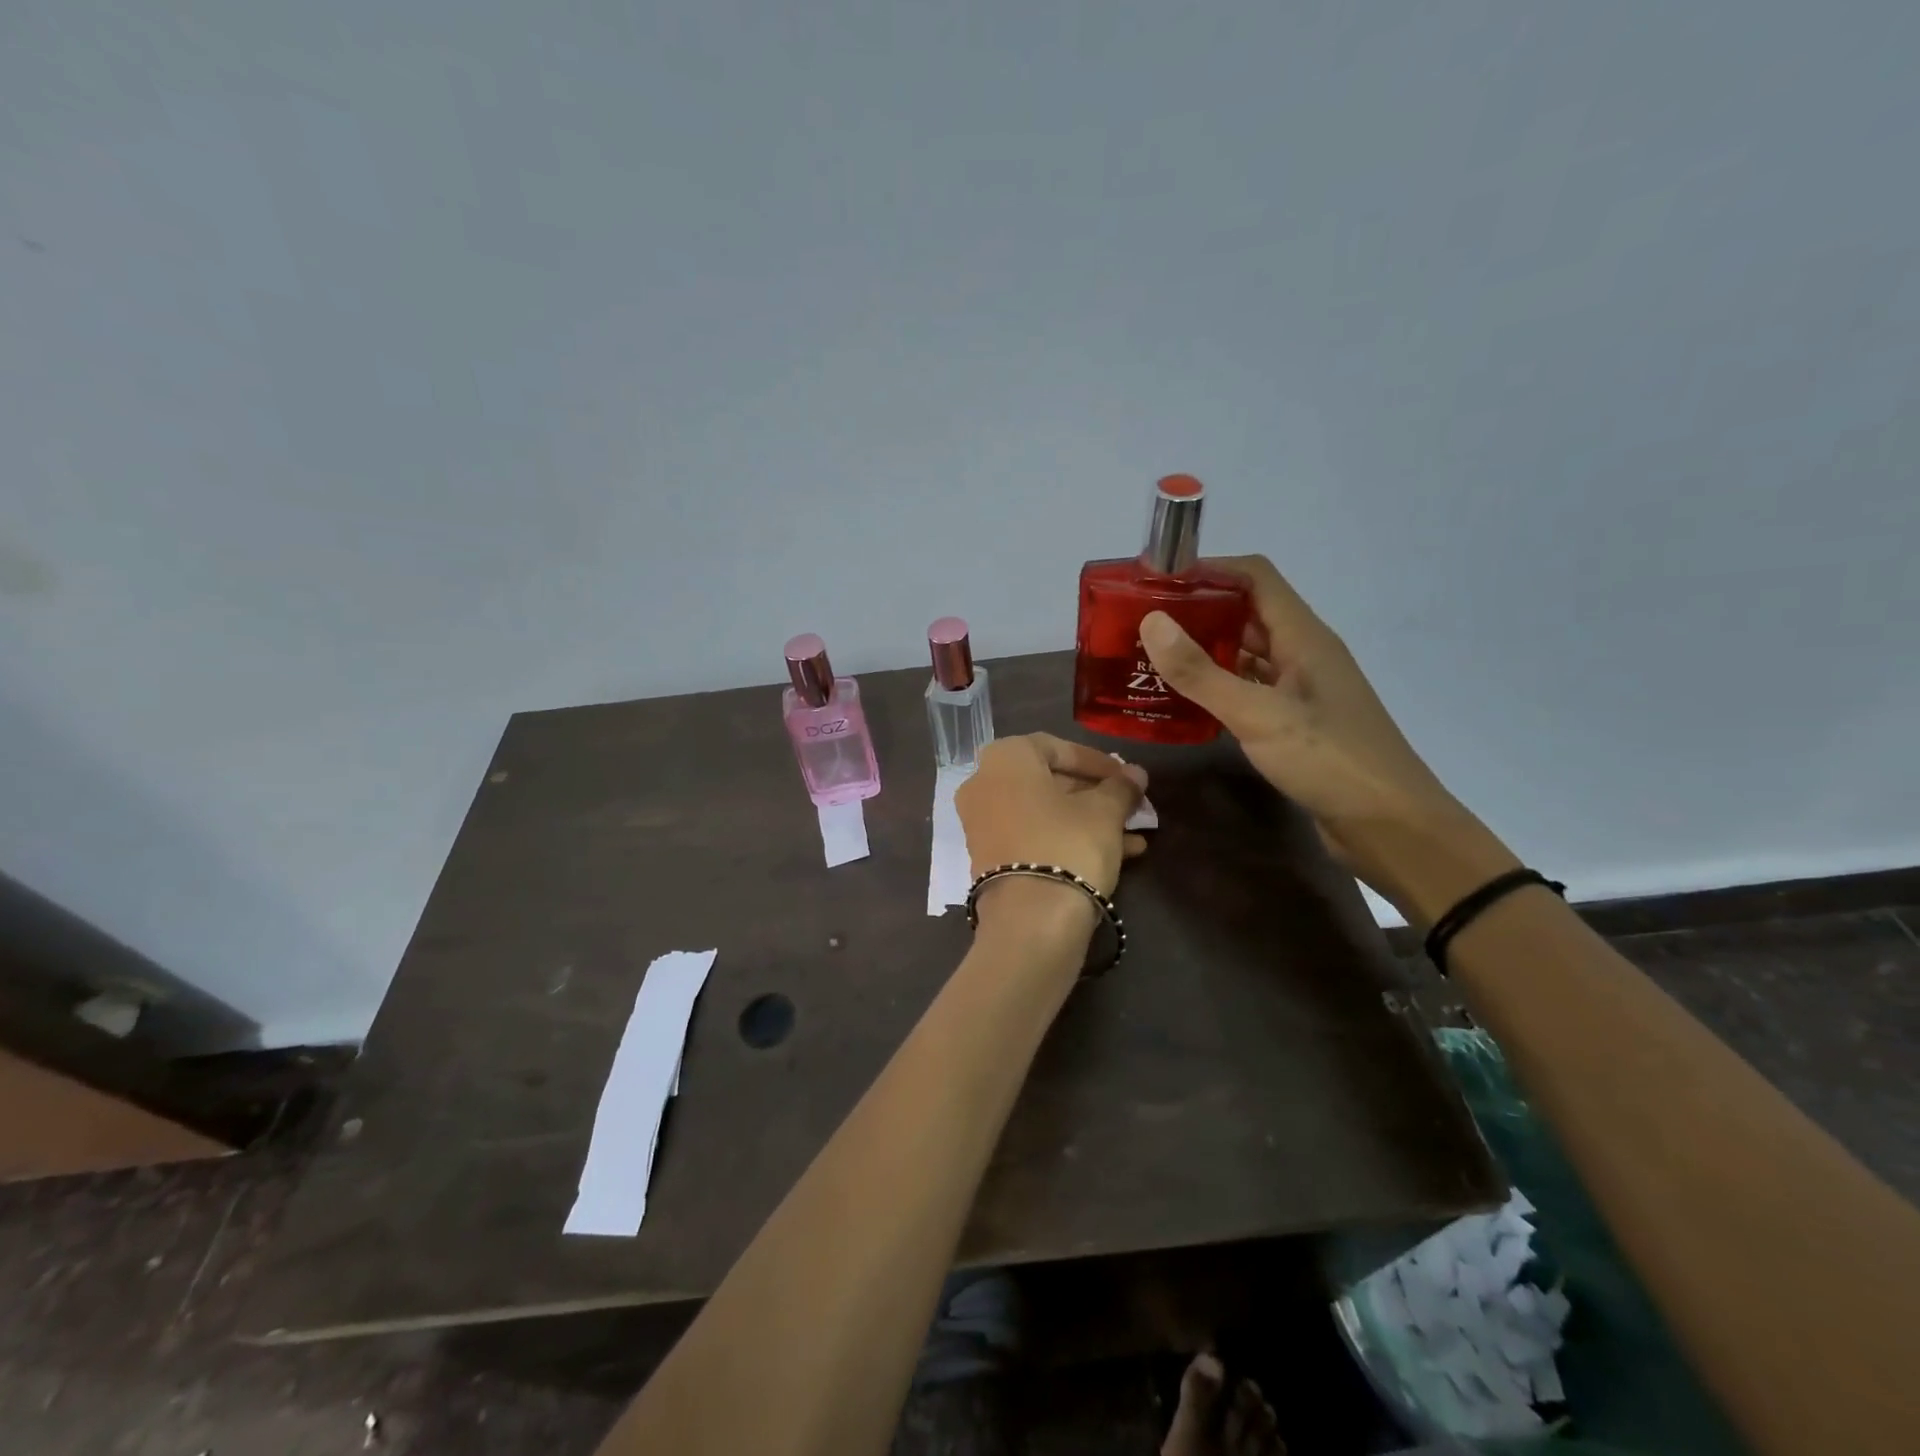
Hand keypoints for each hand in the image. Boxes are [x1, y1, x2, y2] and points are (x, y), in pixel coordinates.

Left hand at [955, 734, 1147, 930]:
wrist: (1031, 921)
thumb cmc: (1068, 845)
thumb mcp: (1104, 812)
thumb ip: (1120, 787)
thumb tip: (1136, 774)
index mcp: (1005, 758)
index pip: (1058, 748)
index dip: (1098, 762)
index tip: (1127, 777)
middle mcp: (984, 784)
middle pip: (1048, 781)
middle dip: (1094, 794)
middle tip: (1130, 805)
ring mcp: (982, 824)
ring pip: (1044, 813)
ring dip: (1088, 820)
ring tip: (1134, 834)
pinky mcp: (989, 859)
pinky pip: (1033, 837)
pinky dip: (1068, 839)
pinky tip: (1118, 855)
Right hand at [1139, 556, 1516, 922]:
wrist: (1391, 828)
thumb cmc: (1331, 762)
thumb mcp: (1259, 715)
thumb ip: (1202, 673)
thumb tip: (1152, 622)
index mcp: (1304, 637)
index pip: (1255, 577)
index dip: (1209, 570)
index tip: (1157, 582)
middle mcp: (1303, 654)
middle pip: (1246, 613)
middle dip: (1196, 612)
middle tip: (1141, 623)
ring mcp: (1300, 689)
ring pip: (1245, 654)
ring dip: (1203, 651)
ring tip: (1151, 658)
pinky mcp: (1294, 722)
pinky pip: (1247, 689)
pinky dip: (1215, 687)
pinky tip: (1183, 701)